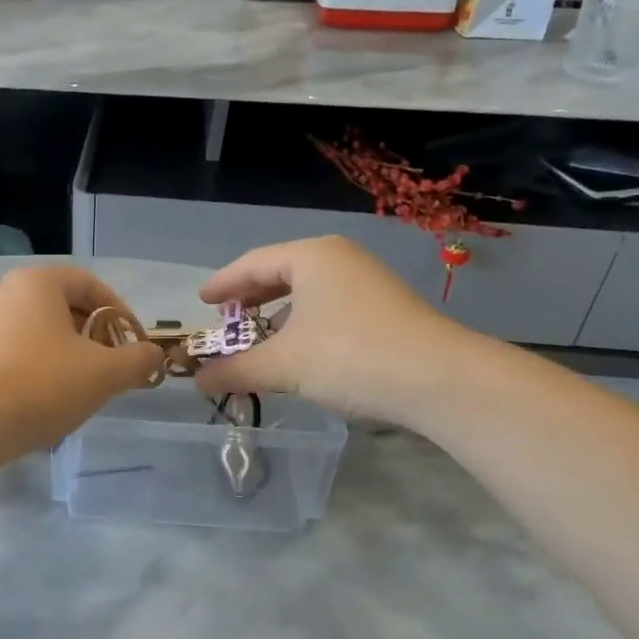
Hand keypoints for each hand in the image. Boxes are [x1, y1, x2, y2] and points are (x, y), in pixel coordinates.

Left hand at [0, 266, 164, 458]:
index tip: (131, 341)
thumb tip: (152, 354)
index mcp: (37, 283)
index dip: (117, 310)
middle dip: (87, 331)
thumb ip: (137, 359)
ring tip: (68, 378)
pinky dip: (7, 354)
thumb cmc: (43, 385)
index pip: (88, 283)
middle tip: (106, 364)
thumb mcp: (106, 373)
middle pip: (56, 304)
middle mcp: (1, 293)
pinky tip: (13, 370)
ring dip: (52, 345)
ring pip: (24, 324)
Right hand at [192, 236, 470, 423]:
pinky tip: (301, 348)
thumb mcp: (283, 365)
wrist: (440, 379)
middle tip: (225, 317)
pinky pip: (329, 305)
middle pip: (281, 272)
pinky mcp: (386, 307)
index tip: (201, 302)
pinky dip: (305, 322)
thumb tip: (198, 382)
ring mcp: (367, 280)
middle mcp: (339, 259)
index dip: (222, 284)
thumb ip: (236, 370)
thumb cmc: (349, 357)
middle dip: (250, 297)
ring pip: (308, 290)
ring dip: (278, 312)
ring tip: (259, 335)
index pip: (252, 264)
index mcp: (310, 257)